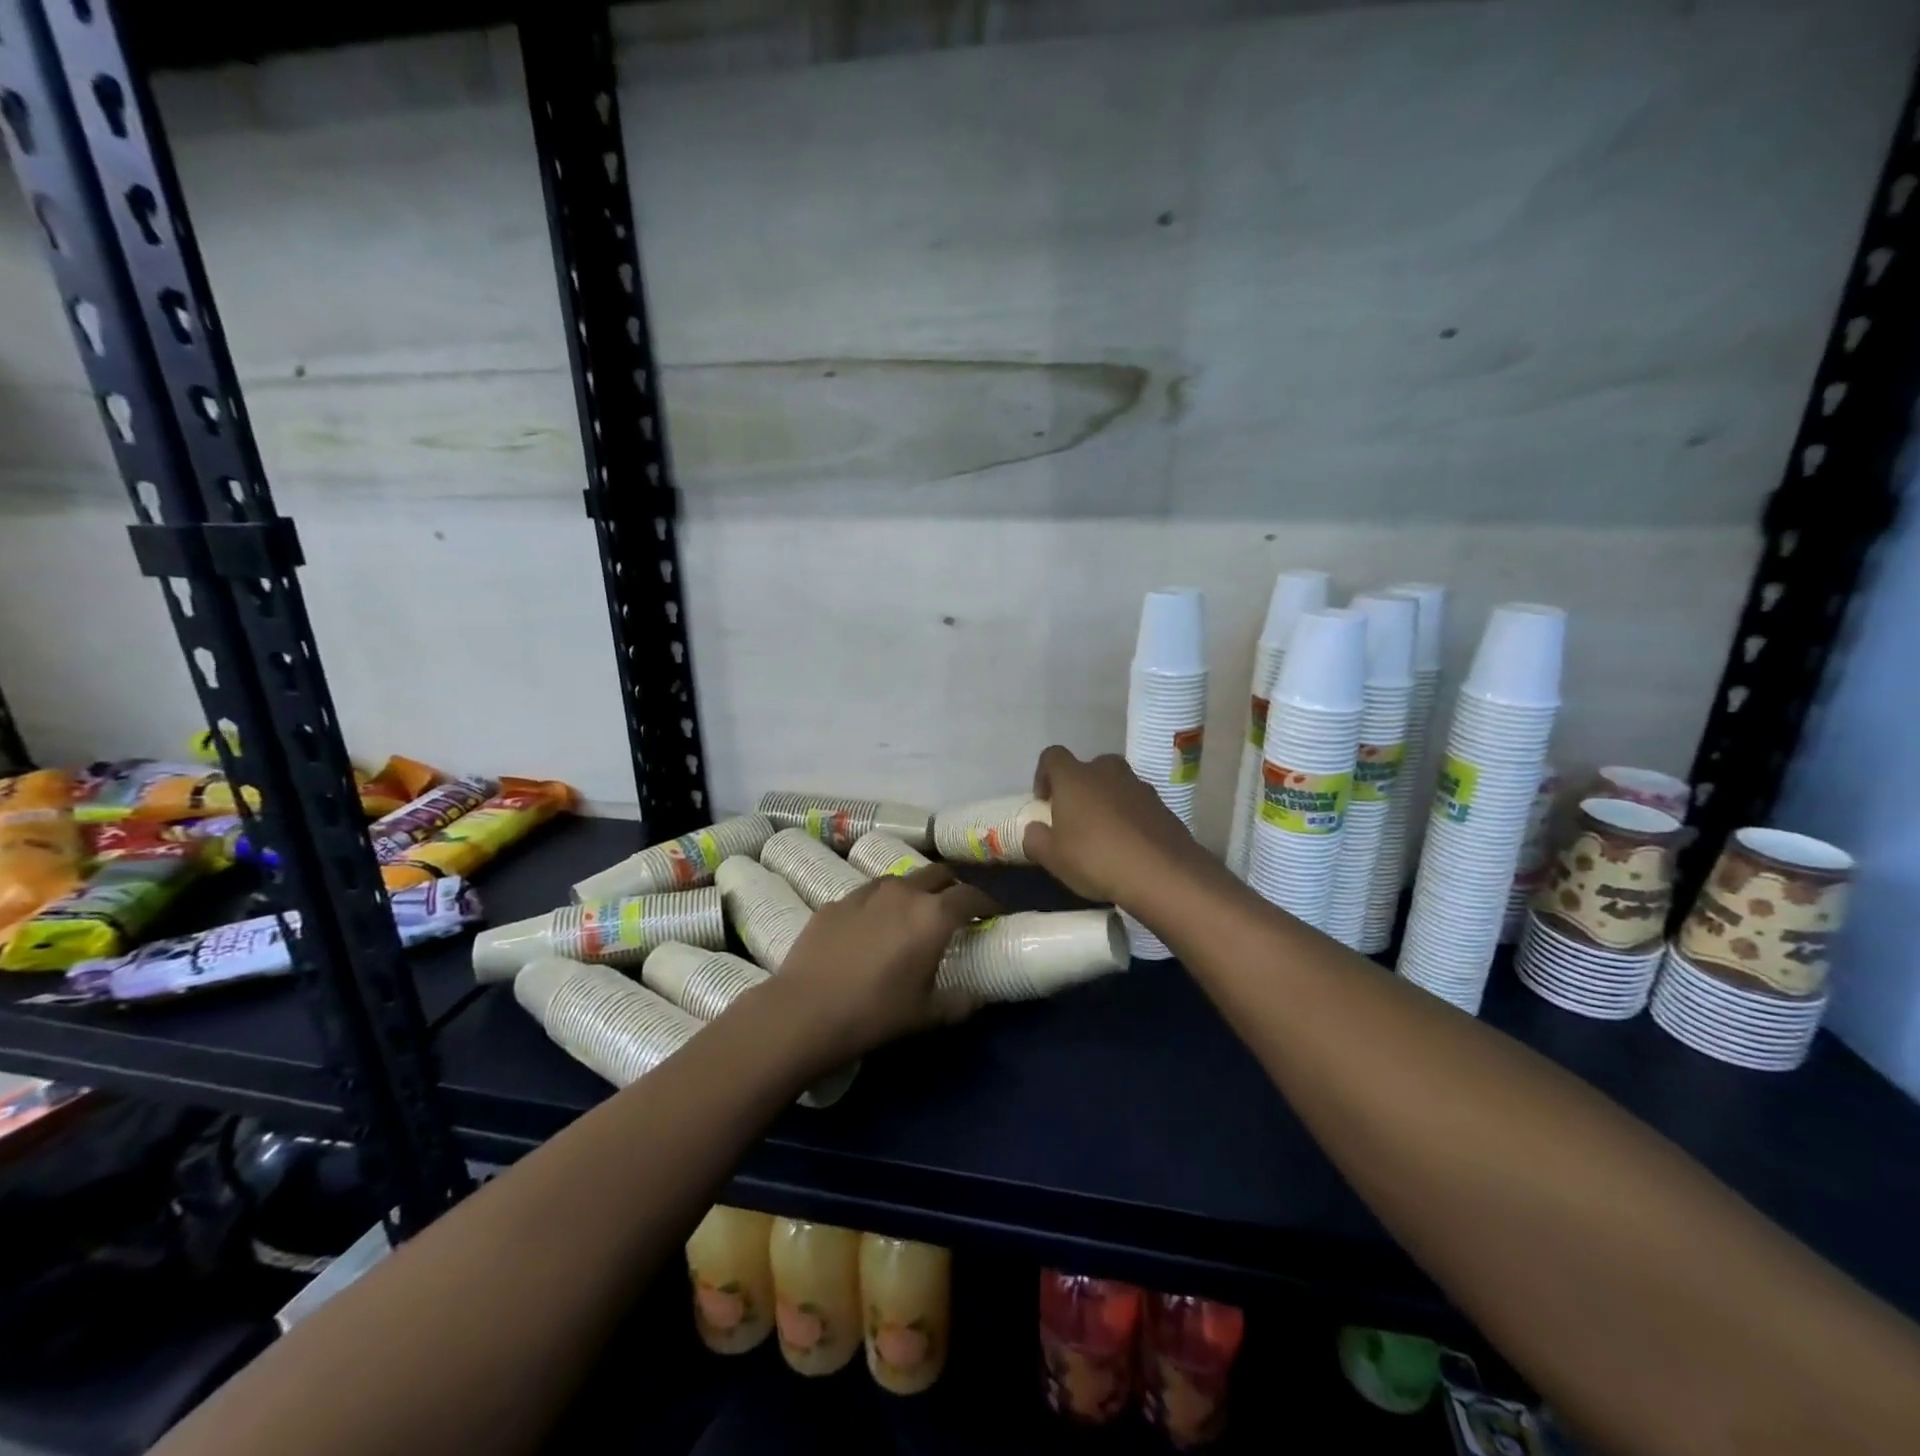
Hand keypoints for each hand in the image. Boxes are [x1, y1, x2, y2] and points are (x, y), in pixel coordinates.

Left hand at [768, 865, 998, 1067]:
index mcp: (933, 916)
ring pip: (901, 880)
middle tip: (955, 910)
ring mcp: (865, 893)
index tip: (992, 915)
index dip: (987, 903)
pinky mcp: (836, 902)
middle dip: (952, 887)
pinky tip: (871, 928)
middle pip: (938, 874)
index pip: (971, 895)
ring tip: (912, 914)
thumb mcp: (926, 1015)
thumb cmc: (874, 1013)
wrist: (804, 1011)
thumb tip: (977, 997)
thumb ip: (960, 1003)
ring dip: (915, 891)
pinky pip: (868, 895)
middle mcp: (903, 893)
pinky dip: (880, 904)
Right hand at [1022, 745, 1212, 906]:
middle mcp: (1106, 772)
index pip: (1052, 756)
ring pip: (1116, 784)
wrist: (1162, 873)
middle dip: (1080, 787)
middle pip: (1088, 767)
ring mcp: (1139, 786)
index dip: (1044, 774)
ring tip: (1104, 834)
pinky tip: (1129, 845)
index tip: (1044, 801)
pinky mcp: (1163, 805)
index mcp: (1074, 778)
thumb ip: (1035, 839)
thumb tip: (1035, 830)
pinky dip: (1130, 816)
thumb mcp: (1052, 858)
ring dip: (1107, 800)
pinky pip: (1138, 803)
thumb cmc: (1095, 859)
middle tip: (1076, 817)